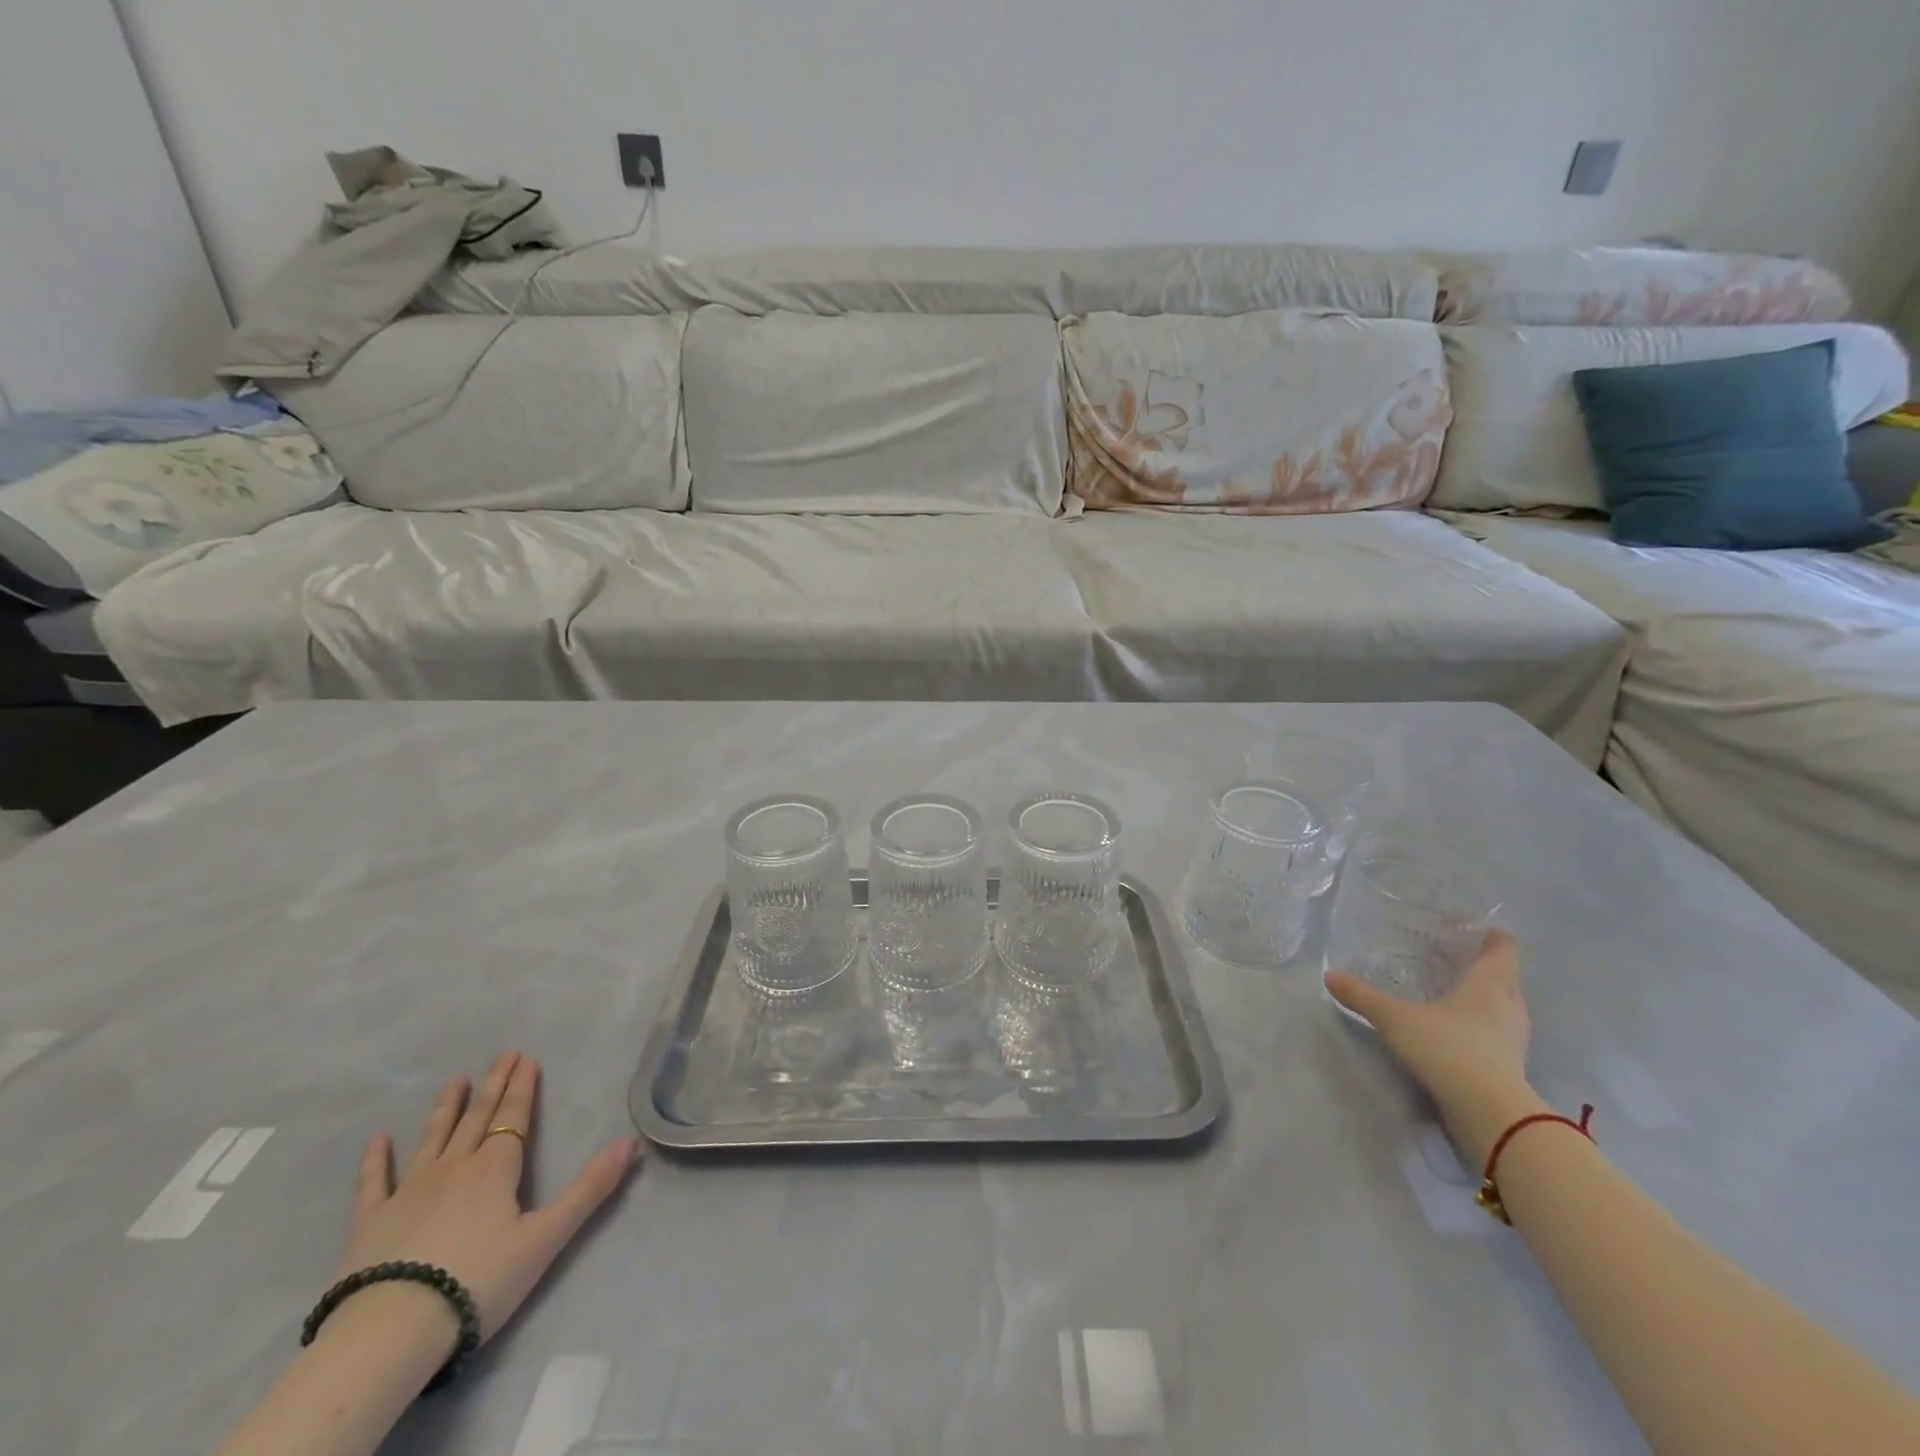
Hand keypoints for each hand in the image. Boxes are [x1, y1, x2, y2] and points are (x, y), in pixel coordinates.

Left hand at [338, 1051, 638, 1341]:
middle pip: (478, 1117)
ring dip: (447, 1108)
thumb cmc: (478, 1282)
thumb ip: (589, 1188)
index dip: (522, 1087)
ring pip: (433, 1138)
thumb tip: (629, 1142)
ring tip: (456, 1080)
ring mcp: (408, 1191)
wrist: (390, 1333)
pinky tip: (378, 1140)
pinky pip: (374, 1182)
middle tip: (503, 1054)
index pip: (513, 1117)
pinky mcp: (370, 1222)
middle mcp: (454, 1167)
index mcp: (495, 1169)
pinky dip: (376, 1159)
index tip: (526, 1058)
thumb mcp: (546, 1238)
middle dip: (493, 1084)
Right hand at [1325, 930, 1543, 1165]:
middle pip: (1507, 979)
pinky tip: (1462, 1034)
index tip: (1481, 930)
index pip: (1502, 950)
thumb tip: (1329, 975)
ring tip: (1460, 995)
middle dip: (1489, 969)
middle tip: (1461, 960)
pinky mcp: (1512, 1068)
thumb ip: (1363, 997)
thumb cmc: (1447, 1048)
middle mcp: (1508, 1008)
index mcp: (1488, 985)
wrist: (1489, 1112)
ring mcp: (1515, 1041)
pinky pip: (1501, 1036)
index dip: (1494, 938)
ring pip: (1507, 1009)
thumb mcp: (1395, 1019)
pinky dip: (1486, 1029)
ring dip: (1489, 1001)